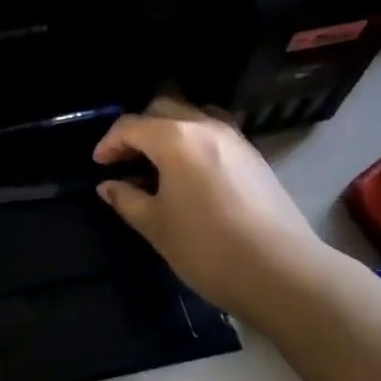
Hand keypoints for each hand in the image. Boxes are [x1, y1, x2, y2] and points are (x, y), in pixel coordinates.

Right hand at [93, 96, 332, 317]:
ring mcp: (235, 138)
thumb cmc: (207, 248)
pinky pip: (214, 133)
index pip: (131, 125)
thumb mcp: (156, 226)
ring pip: (192, 117)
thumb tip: (108, 186)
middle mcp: (205, 126)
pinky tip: (190, 174)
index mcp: (175, 138)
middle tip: (125, 160)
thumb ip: (127, 199)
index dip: (109, 142)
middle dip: (138, 129)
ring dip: (168, 131)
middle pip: (163, 109)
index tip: (99, 166)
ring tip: (157, 164)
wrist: (281, 271)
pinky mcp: (254, 156)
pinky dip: (193, 142)